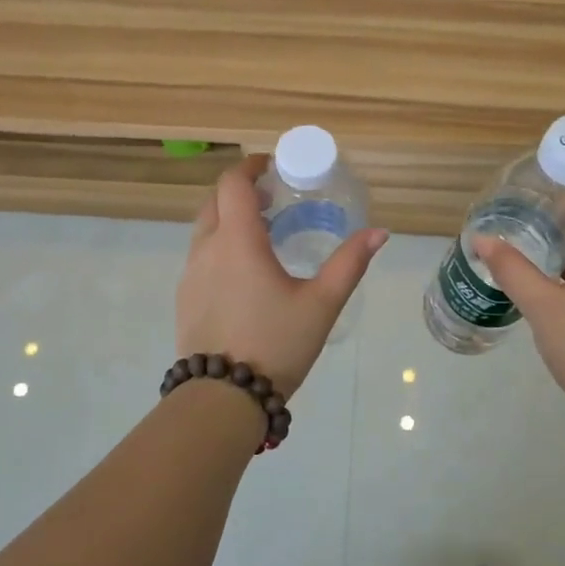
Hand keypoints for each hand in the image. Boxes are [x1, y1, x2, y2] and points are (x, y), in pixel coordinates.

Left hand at [177, 155, 388, 398]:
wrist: (222, 398)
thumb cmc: (275, 344)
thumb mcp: (321, 304)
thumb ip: (349, 264)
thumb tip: (379, 233)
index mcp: (237, 241)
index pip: (233, 183)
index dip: (250, 167)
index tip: (272, 167)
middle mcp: (206, 249)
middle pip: (215, 202)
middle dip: (241, 193)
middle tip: (274, 202)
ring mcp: (190, 275)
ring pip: (205, 230)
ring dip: (229, 221)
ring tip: (264, 237)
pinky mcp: (184, 298)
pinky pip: (200, 257)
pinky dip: (220, 247)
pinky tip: (244, 275)